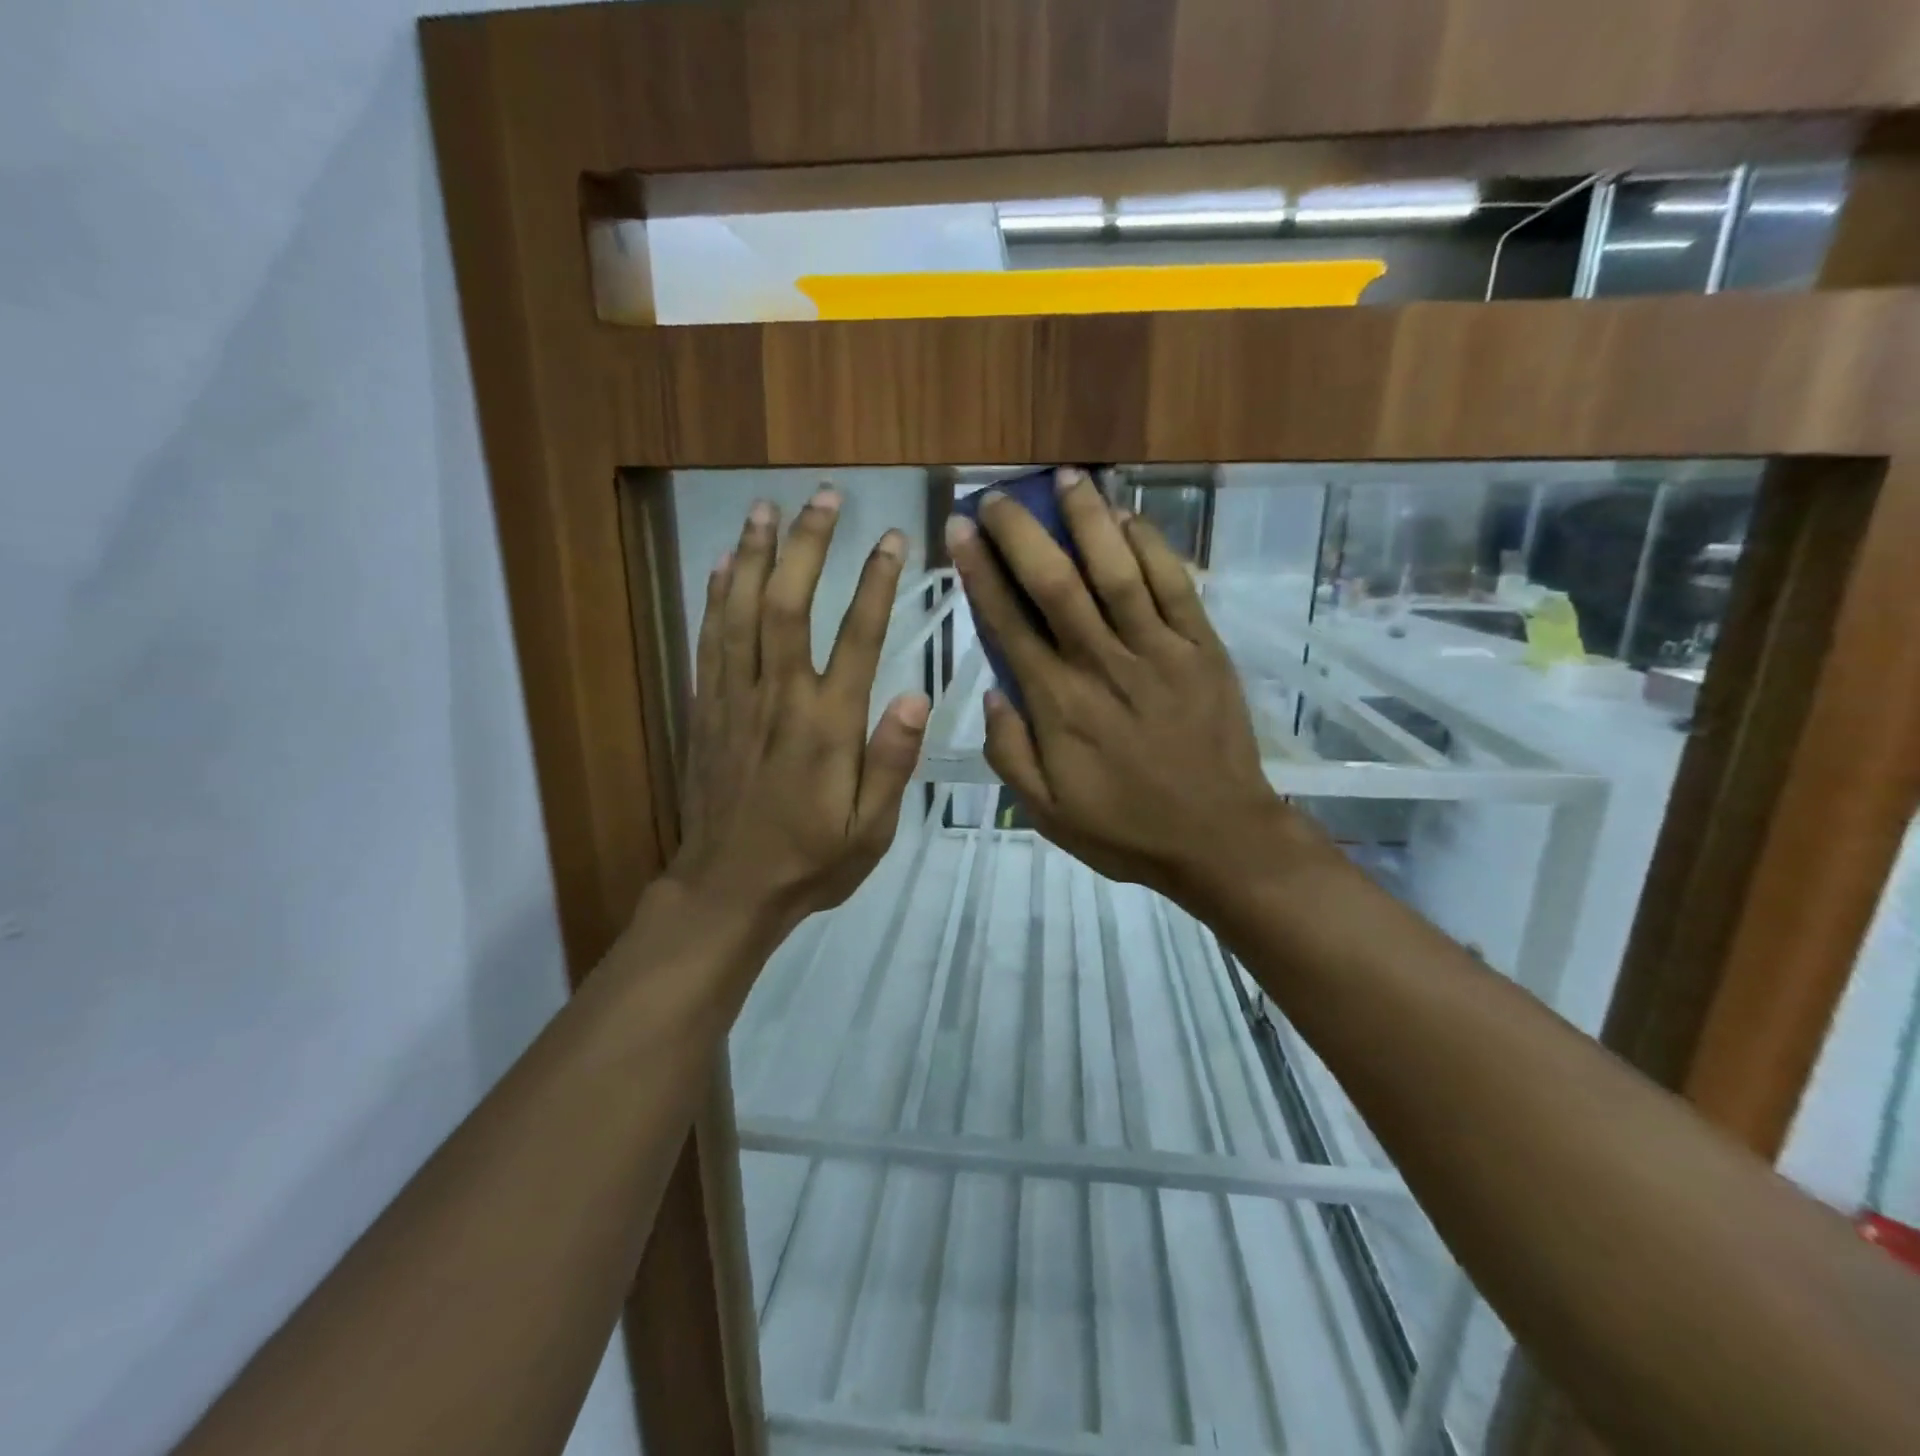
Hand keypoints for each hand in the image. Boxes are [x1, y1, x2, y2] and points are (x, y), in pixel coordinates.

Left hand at [669, 488, 929, 934]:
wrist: (727, 889)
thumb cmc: (810, 861)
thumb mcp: (871, 829)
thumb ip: (892, 762)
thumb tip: (915, 695)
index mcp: (827, 725)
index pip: (857, 636)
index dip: (876, 582)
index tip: (893, 538)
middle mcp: (779, 698)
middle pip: (790, 603)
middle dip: (809, 545)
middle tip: (825, 498)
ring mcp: (734, 699)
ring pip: (742, 611)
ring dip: (756, 555)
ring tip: (767, 509)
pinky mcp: (705, 709)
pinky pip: (709, 641)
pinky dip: (716, 598)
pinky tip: (724, 566)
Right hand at [946, 469, 1315, 909]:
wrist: (1218, 838)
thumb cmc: (1124, 828)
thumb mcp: (1046, 812)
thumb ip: (1009, 752)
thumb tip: (990, 693)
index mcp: (1058, 704)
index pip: (1008, 624)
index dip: (980, 573)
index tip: (961, 530)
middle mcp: (1102, 664)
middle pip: (1055, 583)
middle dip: (1022, 532)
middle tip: (999, 495)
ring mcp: (1158, 651)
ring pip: (1116, 570)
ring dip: (1088, 519)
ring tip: (1065, 478)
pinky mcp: (1201, 648)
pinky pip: (1174, 586)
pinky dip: (1151, 546)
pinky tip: (1129, 517)